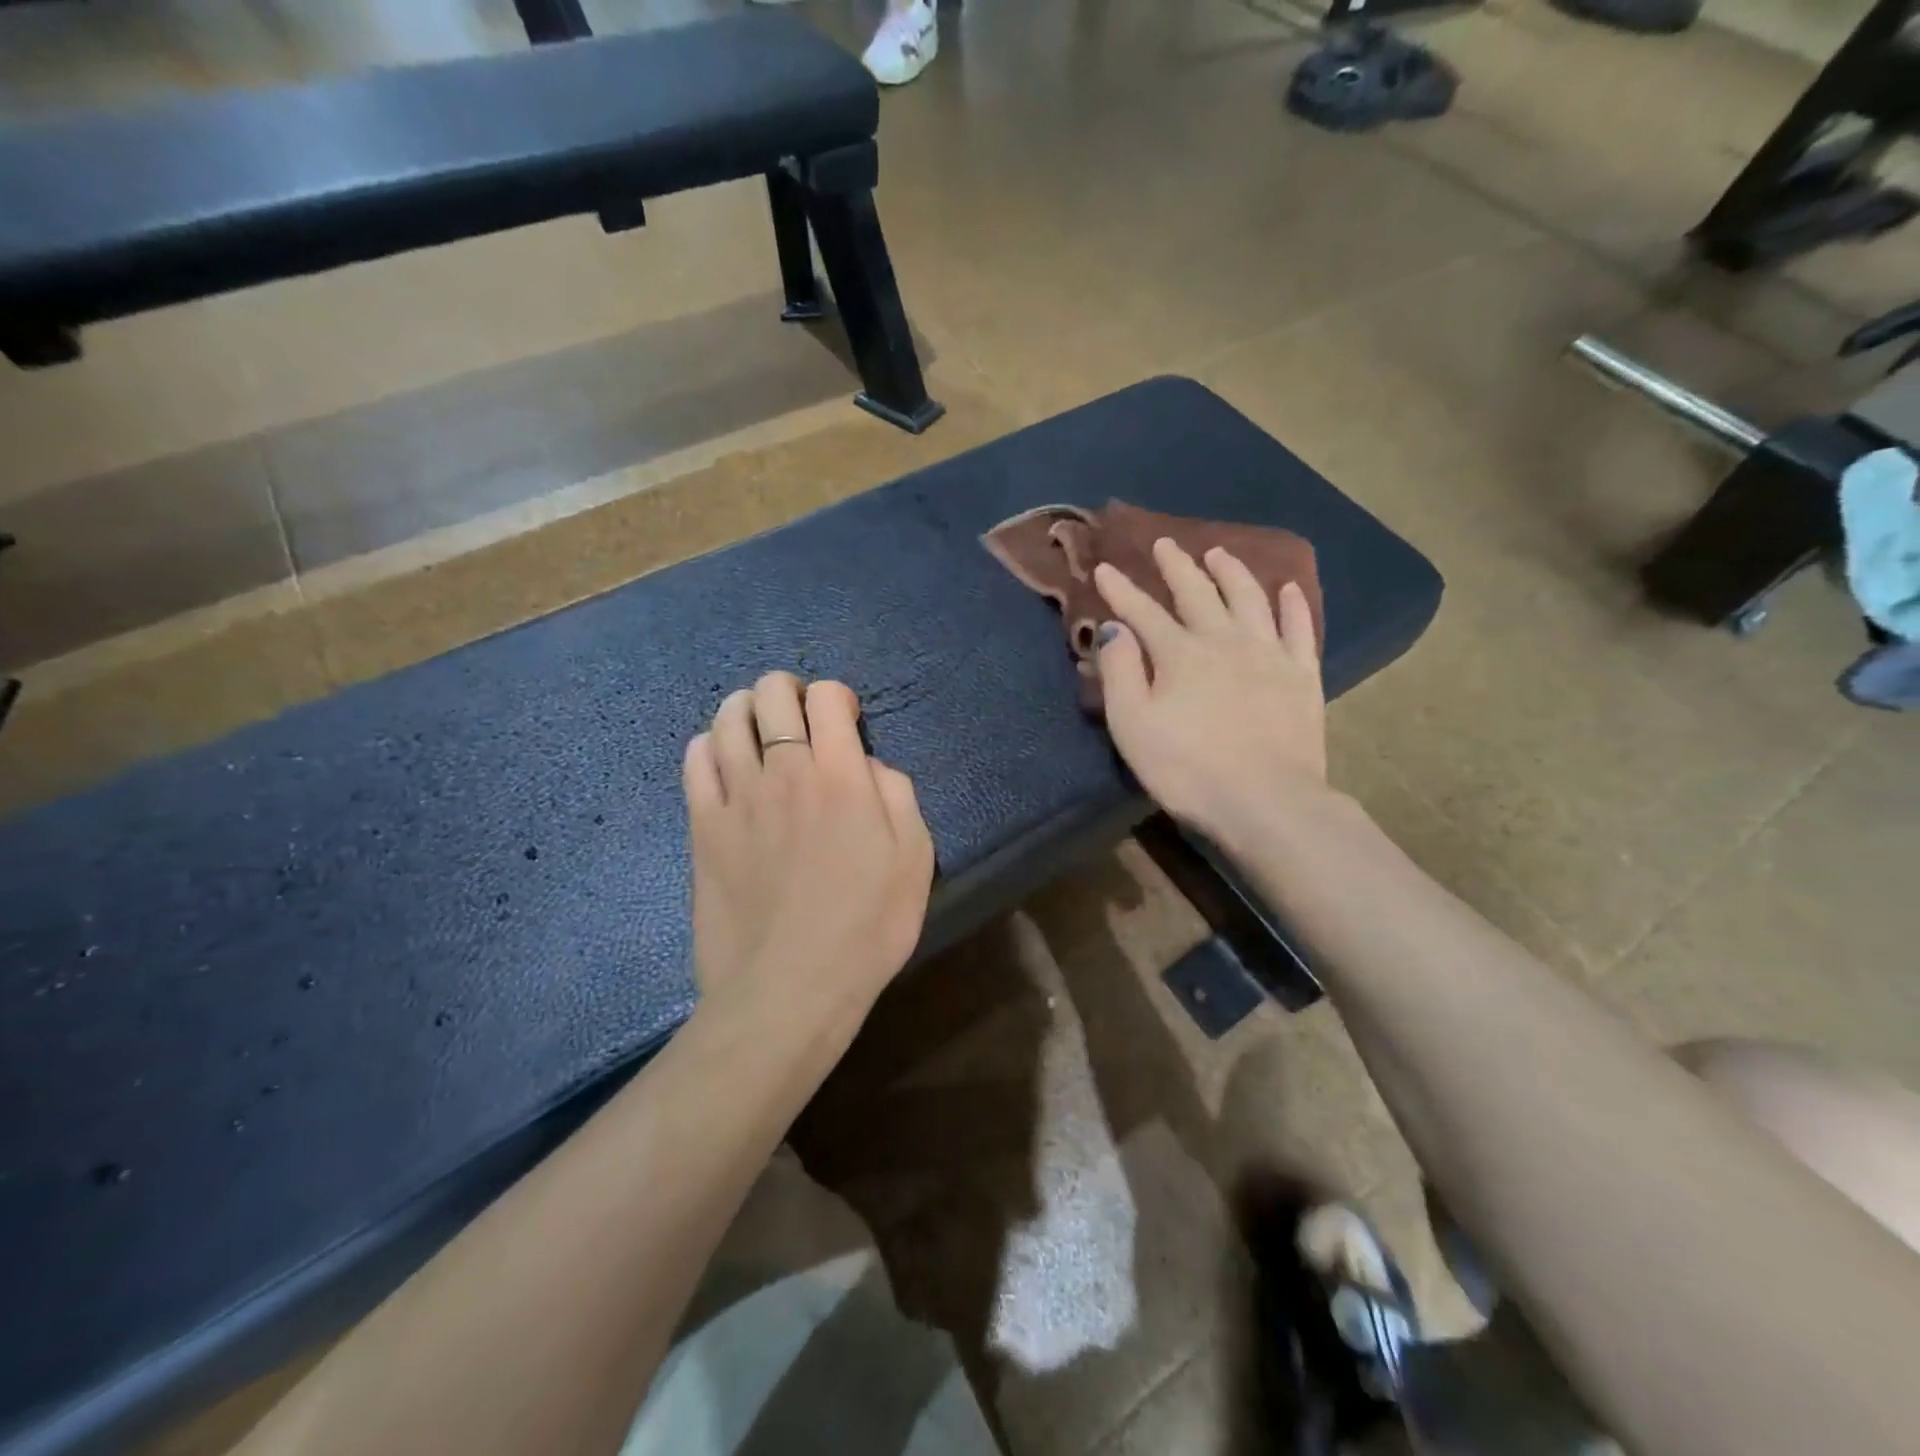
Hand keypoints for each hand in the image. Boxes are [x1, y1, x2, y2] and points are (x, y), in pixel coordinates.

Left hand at [682, 673, 934, 1042]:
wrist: (790, 988)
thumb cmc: (866, 927)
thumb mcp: (914, 860)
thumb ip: (897, 796)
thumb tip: (867, 765)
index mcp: (841, 776)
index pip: (828, 698)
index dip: (838, 697)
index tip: (846, 722)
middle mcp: (785, 771)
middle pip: (771, 694)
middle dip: (788, 691)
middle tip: (800, 717)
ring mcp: (736, 797)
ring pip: (727, 718)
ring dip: (746, 709)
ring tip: (758, 729)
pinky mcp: (702, 827)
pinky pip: (695, 762)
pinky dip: (709, 745)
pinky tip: (723, 760)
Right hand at [1093, 540, 1329, 852]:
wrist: (1266, 801)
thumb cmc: (1187, 769)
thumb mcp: (1132, 725)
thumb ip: (1119, 672)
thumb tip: (1114, 628)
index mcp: (1180, 653)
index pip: (1143, 612)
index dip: (1122, 590)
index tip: (1106, 567)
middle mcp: (1225, 640)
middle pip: (1198, 593)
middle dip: (1177, 566)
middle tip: (1165, 543)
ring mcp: (1269, 654)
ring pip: (1249, 599)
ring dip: (1231, 572)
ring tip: (1219, 552)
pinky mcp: (1303, 676)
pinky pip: (1298, 629)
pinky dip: (1291, 605)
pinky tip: (1286, 589)